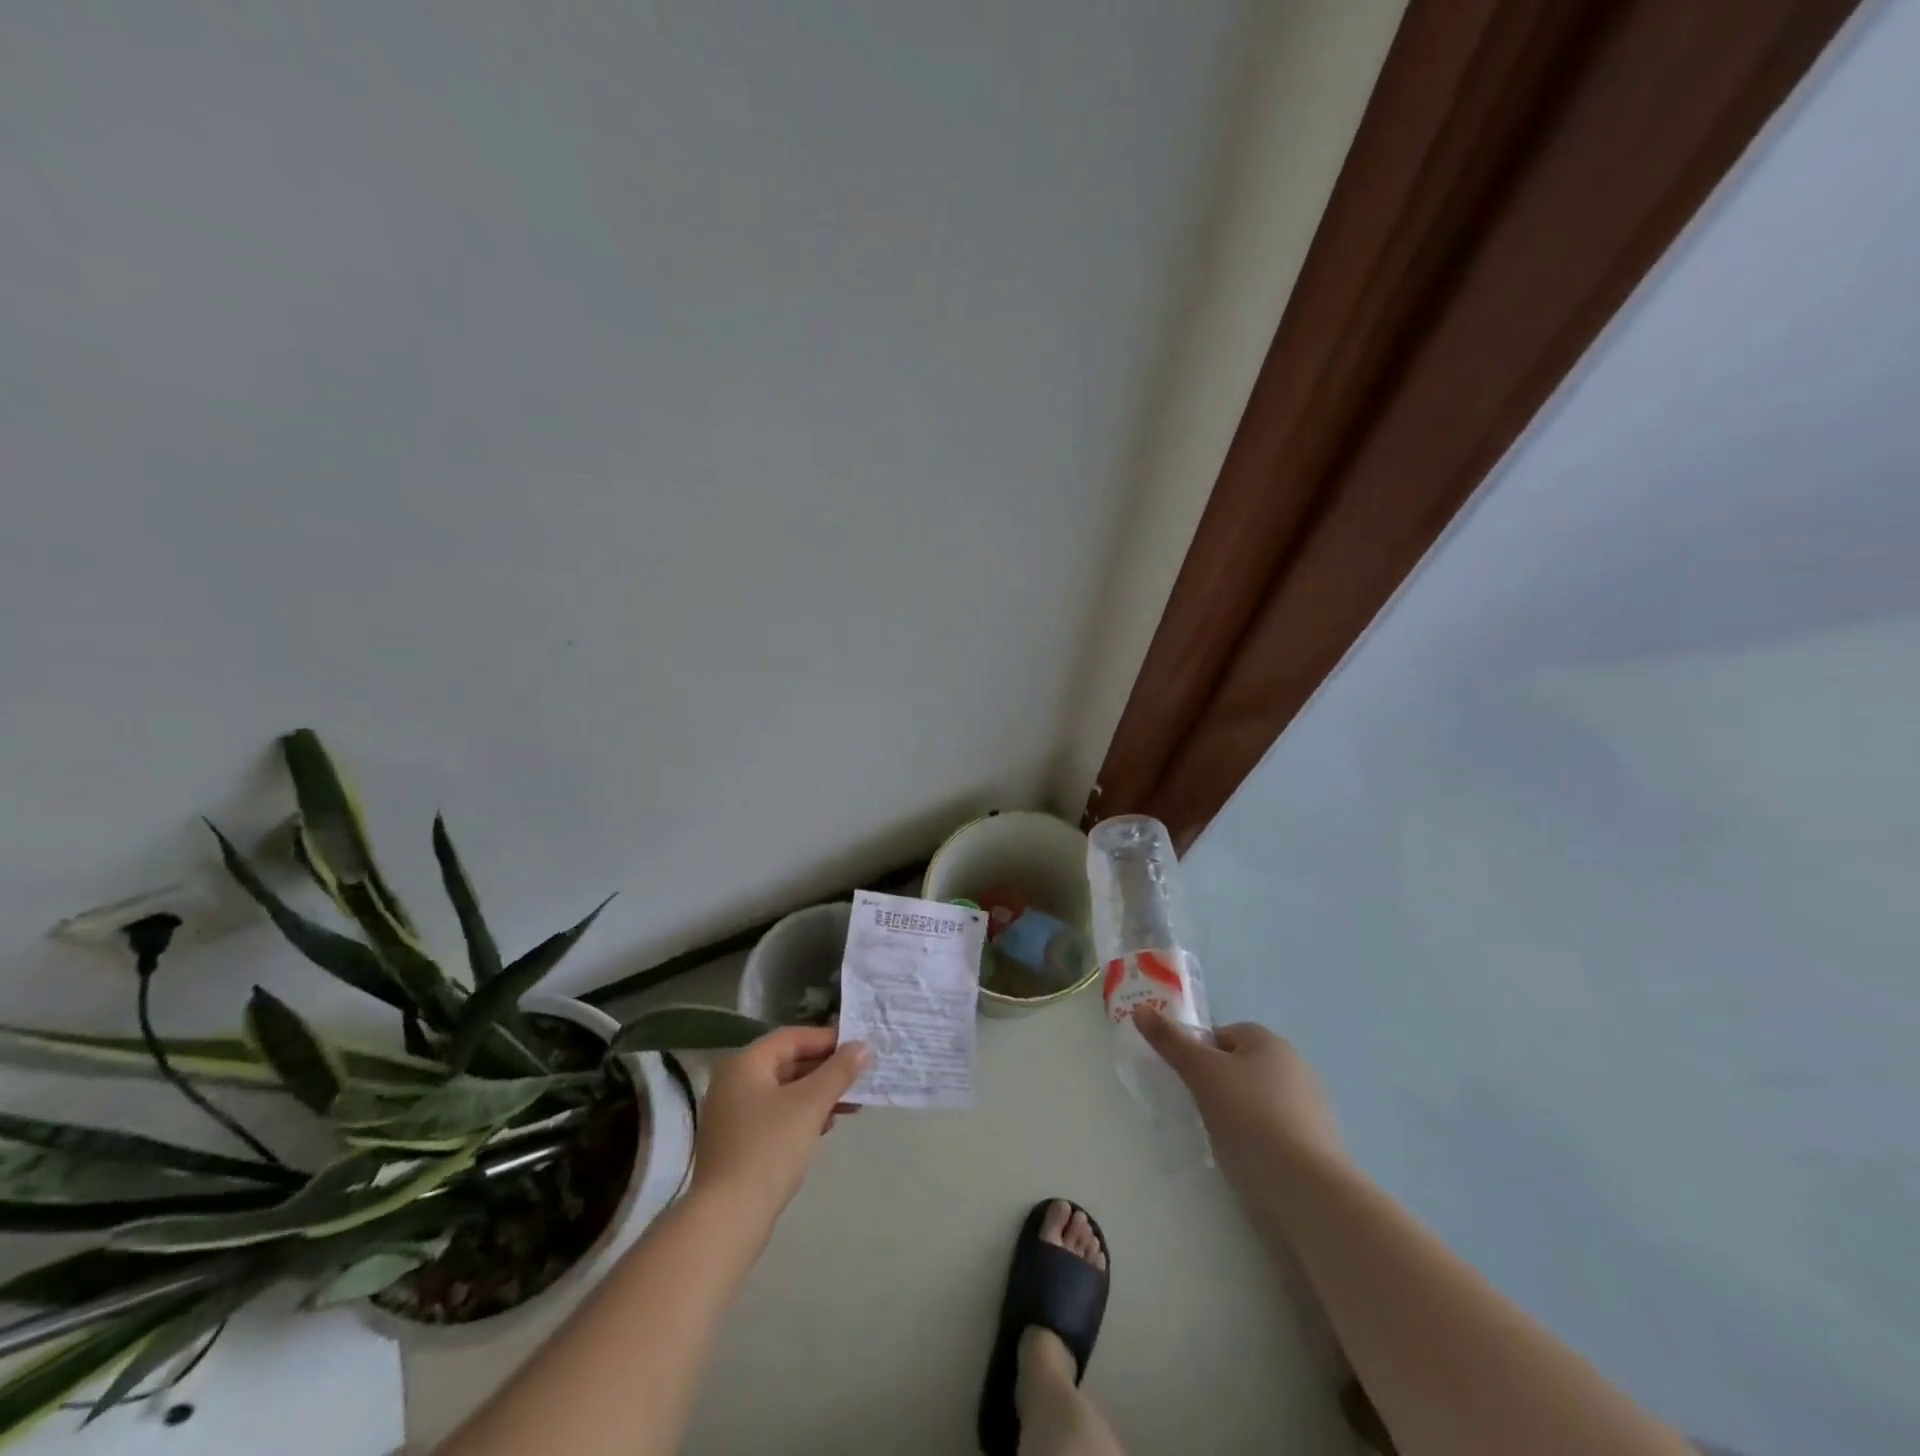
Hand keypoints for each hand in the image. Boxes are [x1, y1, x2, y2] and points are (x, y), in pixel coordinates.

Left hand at [689, 1027, 868, 1225]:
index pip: (792, 1038)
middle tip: (860, 1078)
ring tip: (852, 1105)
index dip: (828, 1040)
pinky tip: (825, 1127)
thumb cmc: (769, 1148)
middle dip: (826, 1071)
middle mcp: (734, 1082)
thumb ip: (838, 1071)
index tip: (859, 1050)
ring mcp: (732, 1114)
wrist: (727, 1219)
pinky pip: (775, 1115)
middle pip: (788, 1063)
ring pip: (784, 1091)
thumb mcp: (810, 1104)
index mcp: (745, 1063)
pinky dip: (801, 1115)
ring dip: (818, 1095)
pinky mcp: (736, 1143)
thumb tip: (862, 1046)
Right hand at [1134, 1009, 1343, 1185]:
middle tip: (1199, 1109)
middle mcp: (1295, 1066)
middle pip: (1241, 1066)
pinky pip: (1275, 1131)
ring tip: (1221, 1139)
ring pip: (1258, 1100)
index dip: (1200, 1054)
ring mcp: (1310, 1107)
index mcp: (1269, 1042)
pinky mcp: (1316, 1145)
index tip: (1187, 1082)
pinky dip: (1259, 1140)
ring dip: (1238, 1114)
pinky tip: (1248, 1159)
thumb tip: (1141, 1009)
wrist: (1306, 1190)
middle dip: (1218, 1084)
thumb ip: (1170, 1041)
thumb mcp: (1201, 1073)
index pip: (1223, 1035)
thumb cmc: (1249, 1118)